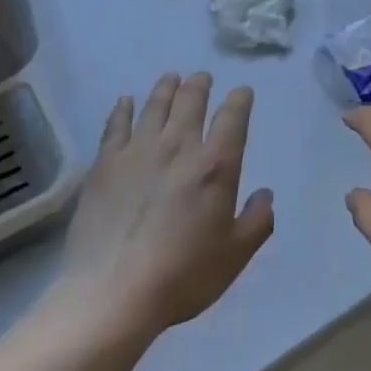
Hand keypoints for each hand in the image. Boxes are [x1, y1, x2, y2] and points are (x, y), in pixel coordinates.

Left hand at [57, 72, 274, 338]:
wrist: (113, 292)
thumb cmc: (183, 275)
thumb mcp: (235, 255)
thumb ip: (257, 221)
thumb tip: (265, 194)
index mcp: (215, 164)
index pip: (232, 116)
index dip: (240, 99)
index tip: (242, 92)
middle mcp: (178, 145)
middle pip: (191, 100)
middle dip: (200, 84)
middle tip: (202, 78)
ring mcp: (138, 150)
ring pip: (155, 105)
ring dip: (166, 88)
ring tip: (171, 79)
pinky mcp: (105, 163)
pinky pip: (115, 125)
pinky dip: (123, 109)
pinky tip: (126, 102)